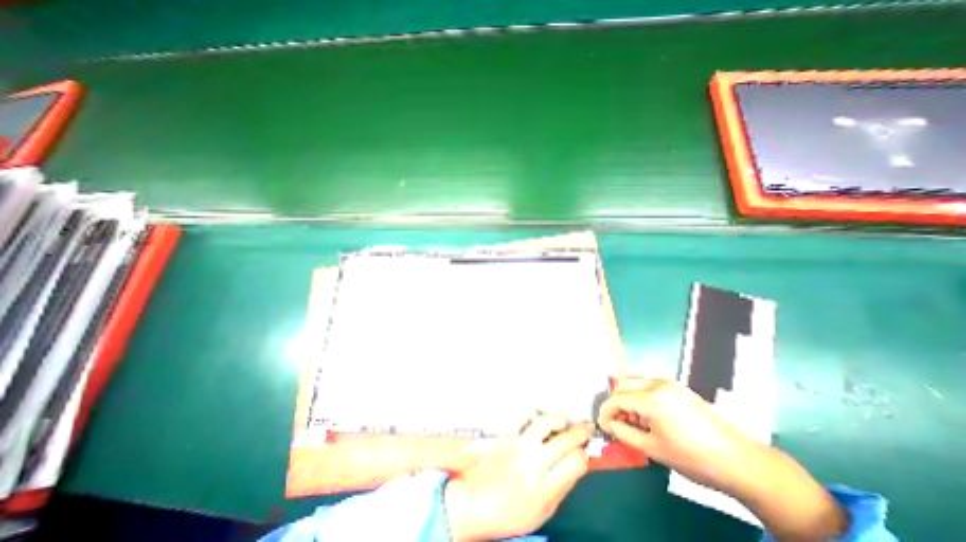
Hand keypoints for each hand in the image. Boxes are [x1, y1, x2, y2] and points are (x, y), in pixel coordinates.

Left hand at [446, 418, 597, 538]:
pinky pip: (526, 421)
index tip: (584, 452)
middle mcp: (535, 462)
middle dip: (580, 431)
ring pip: (545, 422)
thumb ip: (560, 486)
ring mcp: (519, 445)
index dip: (583, 455)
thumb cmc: (510, 513)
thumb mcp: (543, 511)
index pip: (576, 461)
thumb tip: (575, 465)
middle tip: (587, 426)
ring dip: (558, 419)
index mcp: (546, 487)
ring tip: (563, 422)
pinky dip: (538, 419)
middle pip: (565, 439)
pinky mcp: (507, 435)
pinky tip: (541, 421)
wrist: (474, 502)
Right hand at [602, 379, 846, 539]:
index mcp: (652, 398)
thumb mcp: (654, 449)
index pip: (617, 398)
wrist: (742, 462)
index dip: (605, 411)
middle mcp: (658, 383)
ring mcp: (670, 383)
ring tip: (635, 423)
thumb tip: (609, 424)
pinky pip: (649, 387)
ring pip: (635, 383)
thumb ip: (624, 433)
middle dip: (616, 403)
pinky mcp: (678, 388)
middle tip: (617, 423)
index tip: (603, 425)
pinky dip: (641, 399)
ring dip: (628, 400)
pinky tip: (650, 418)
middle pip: (623, 384)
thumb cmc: (695, 459)